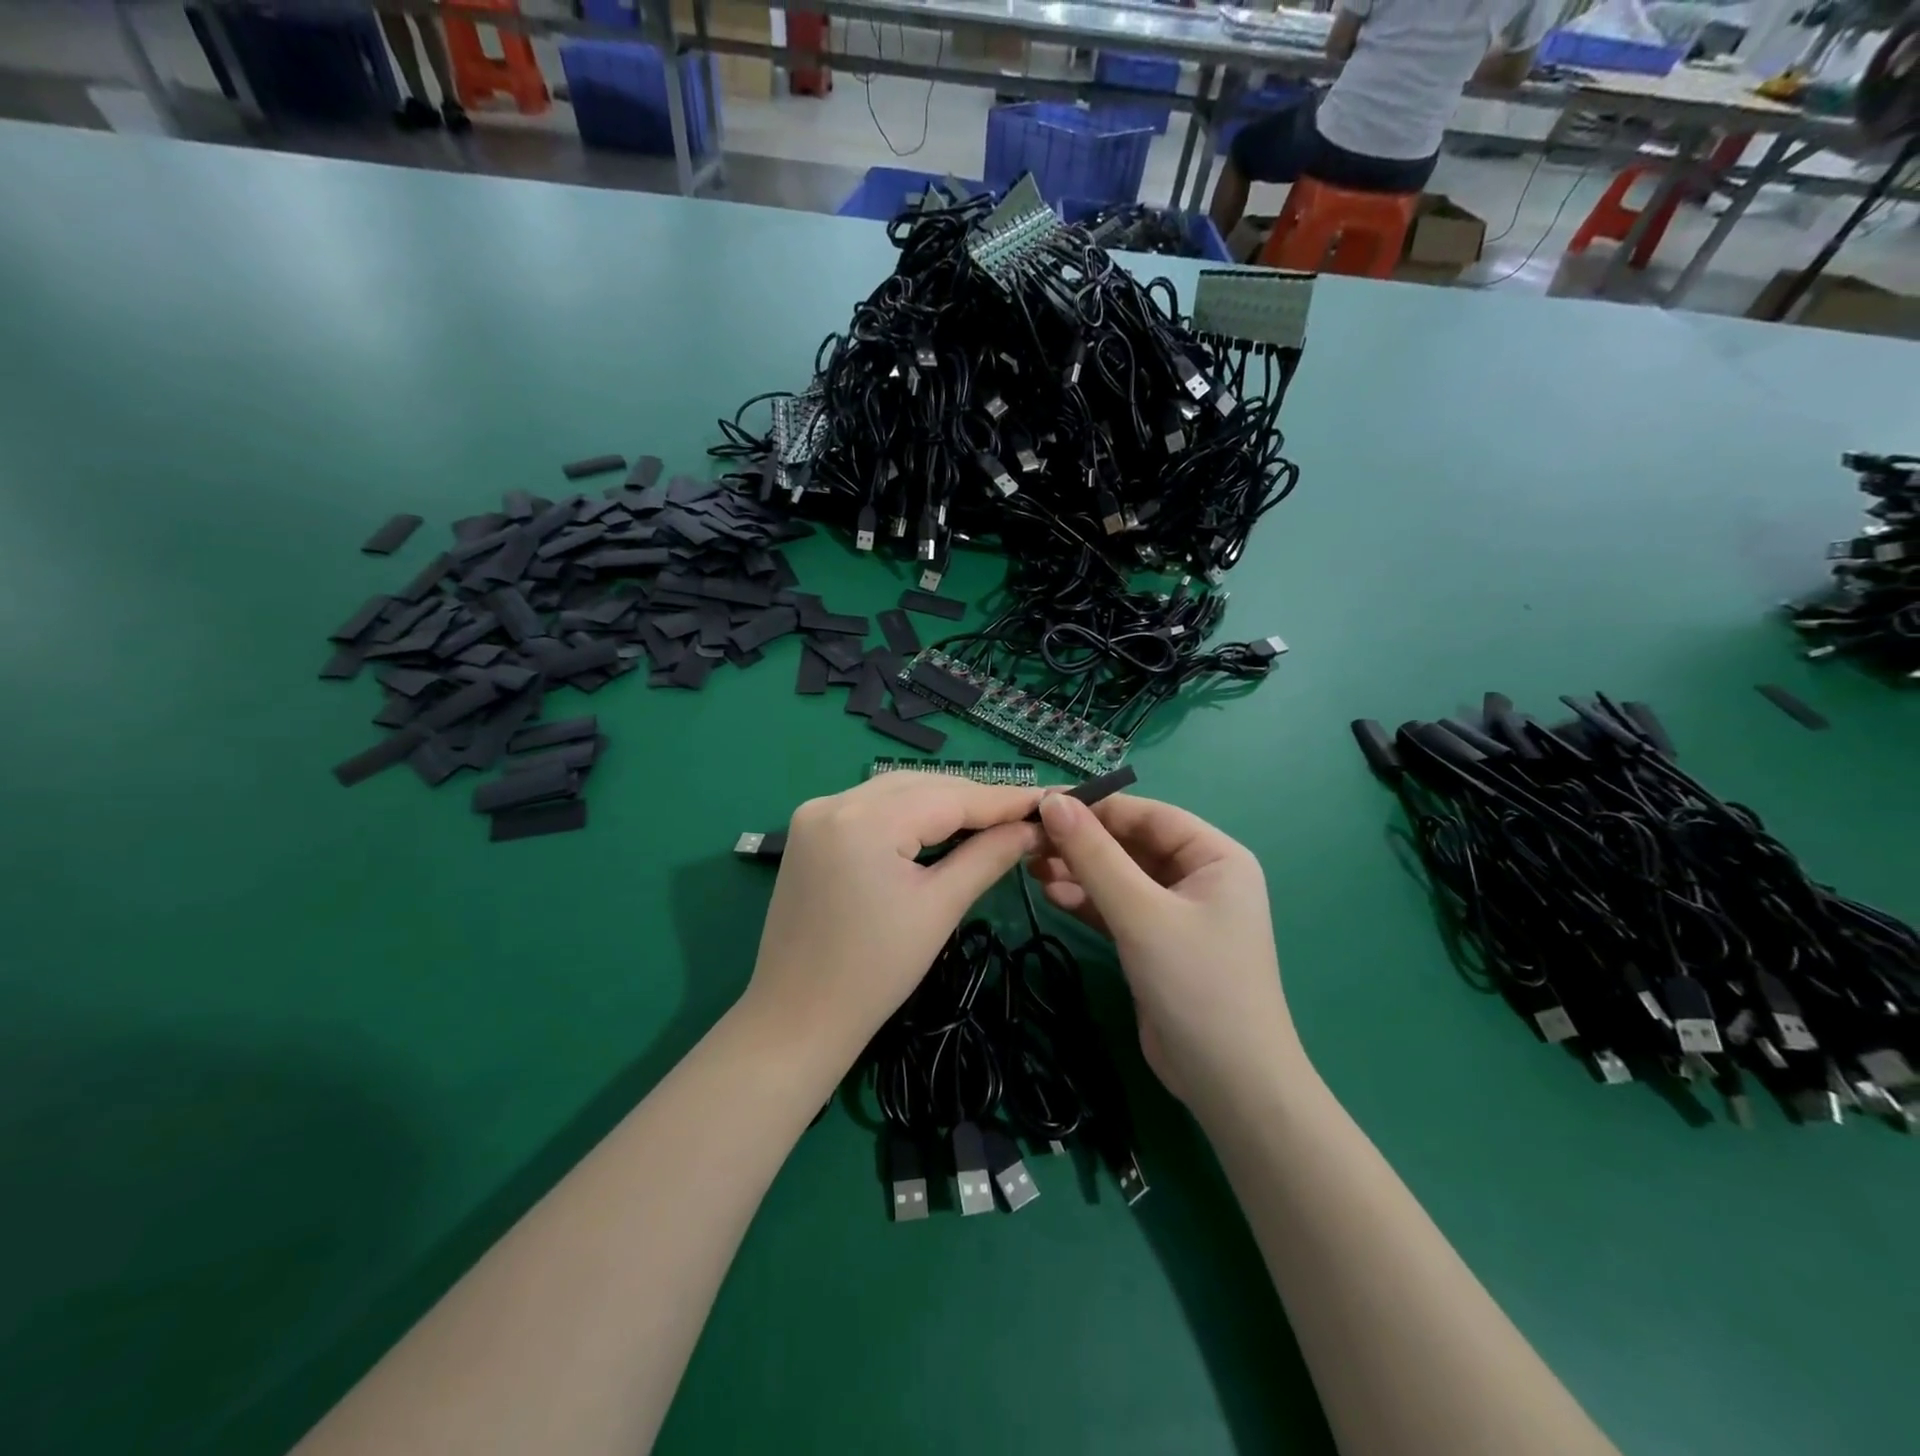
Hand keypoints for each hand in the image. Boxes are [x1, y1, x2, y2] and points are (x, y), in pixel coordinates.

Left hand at [741, 772, 1042, 1062]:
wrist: (796, 1019)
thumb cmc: (875, 972)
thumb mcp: (939, 908)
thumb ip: (988, 856)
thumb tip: (1033, 828)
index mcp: (864, 819)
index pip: (949, 796)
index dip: (1002, 799)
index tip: (1047, 800)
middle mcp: (834, 801)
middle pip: (922, 786)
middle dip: (973, 799)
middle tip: (1023, 816)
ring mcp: (816, 813)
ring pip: (897, 791)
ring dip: (942, 803)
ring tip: (991, 821)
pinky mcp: (809, 830)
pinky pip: (872, 808)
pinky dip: (909, 814)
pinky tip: (939, 828)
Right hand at [1029, 793, 1301, 1107]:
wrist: (1228, 1083)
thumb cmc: (1196, 983)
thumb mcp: (1141, 912)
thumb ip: (1095, 855)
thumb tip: (1052, 802)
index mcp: (1215, 856)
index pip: (1148, 815)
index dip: (1096, 807)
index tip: (1042, 805)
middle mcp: (1200, 876)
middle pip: (1131, 843)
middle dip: (1082, 842)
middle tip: (1029, 839)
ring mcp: (1177, 912)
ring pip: (1120, 875)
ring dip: (1079, 870)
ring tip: (1030, 866)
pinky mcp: (1157, 942)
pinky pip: (1117, 907)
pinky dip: (1086, 900)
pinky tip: (1050, 894)